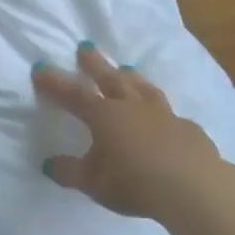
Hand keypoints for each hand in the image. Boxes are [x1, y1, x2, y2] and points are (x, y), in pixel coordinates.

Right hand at [33, 43, 223, 220]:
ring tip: (126, 69)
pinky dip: (160, 111)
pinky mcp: (187, 129)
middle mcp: (132, 107)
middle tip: (85, 47)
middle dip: (95, 63)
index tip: (40, 68)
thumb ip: (70, 172)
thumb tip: (48, 164)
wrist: (193, 187)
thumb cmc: (134, 182)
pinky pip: (169, 113)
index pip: (74, 94)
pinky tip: (164, 116)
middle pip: (110, 78)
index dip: (55, 82)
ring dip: (131, 77)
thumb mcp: (93, 183)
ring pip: (143, 89)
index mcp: (105, 116)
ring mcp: (163, 115)